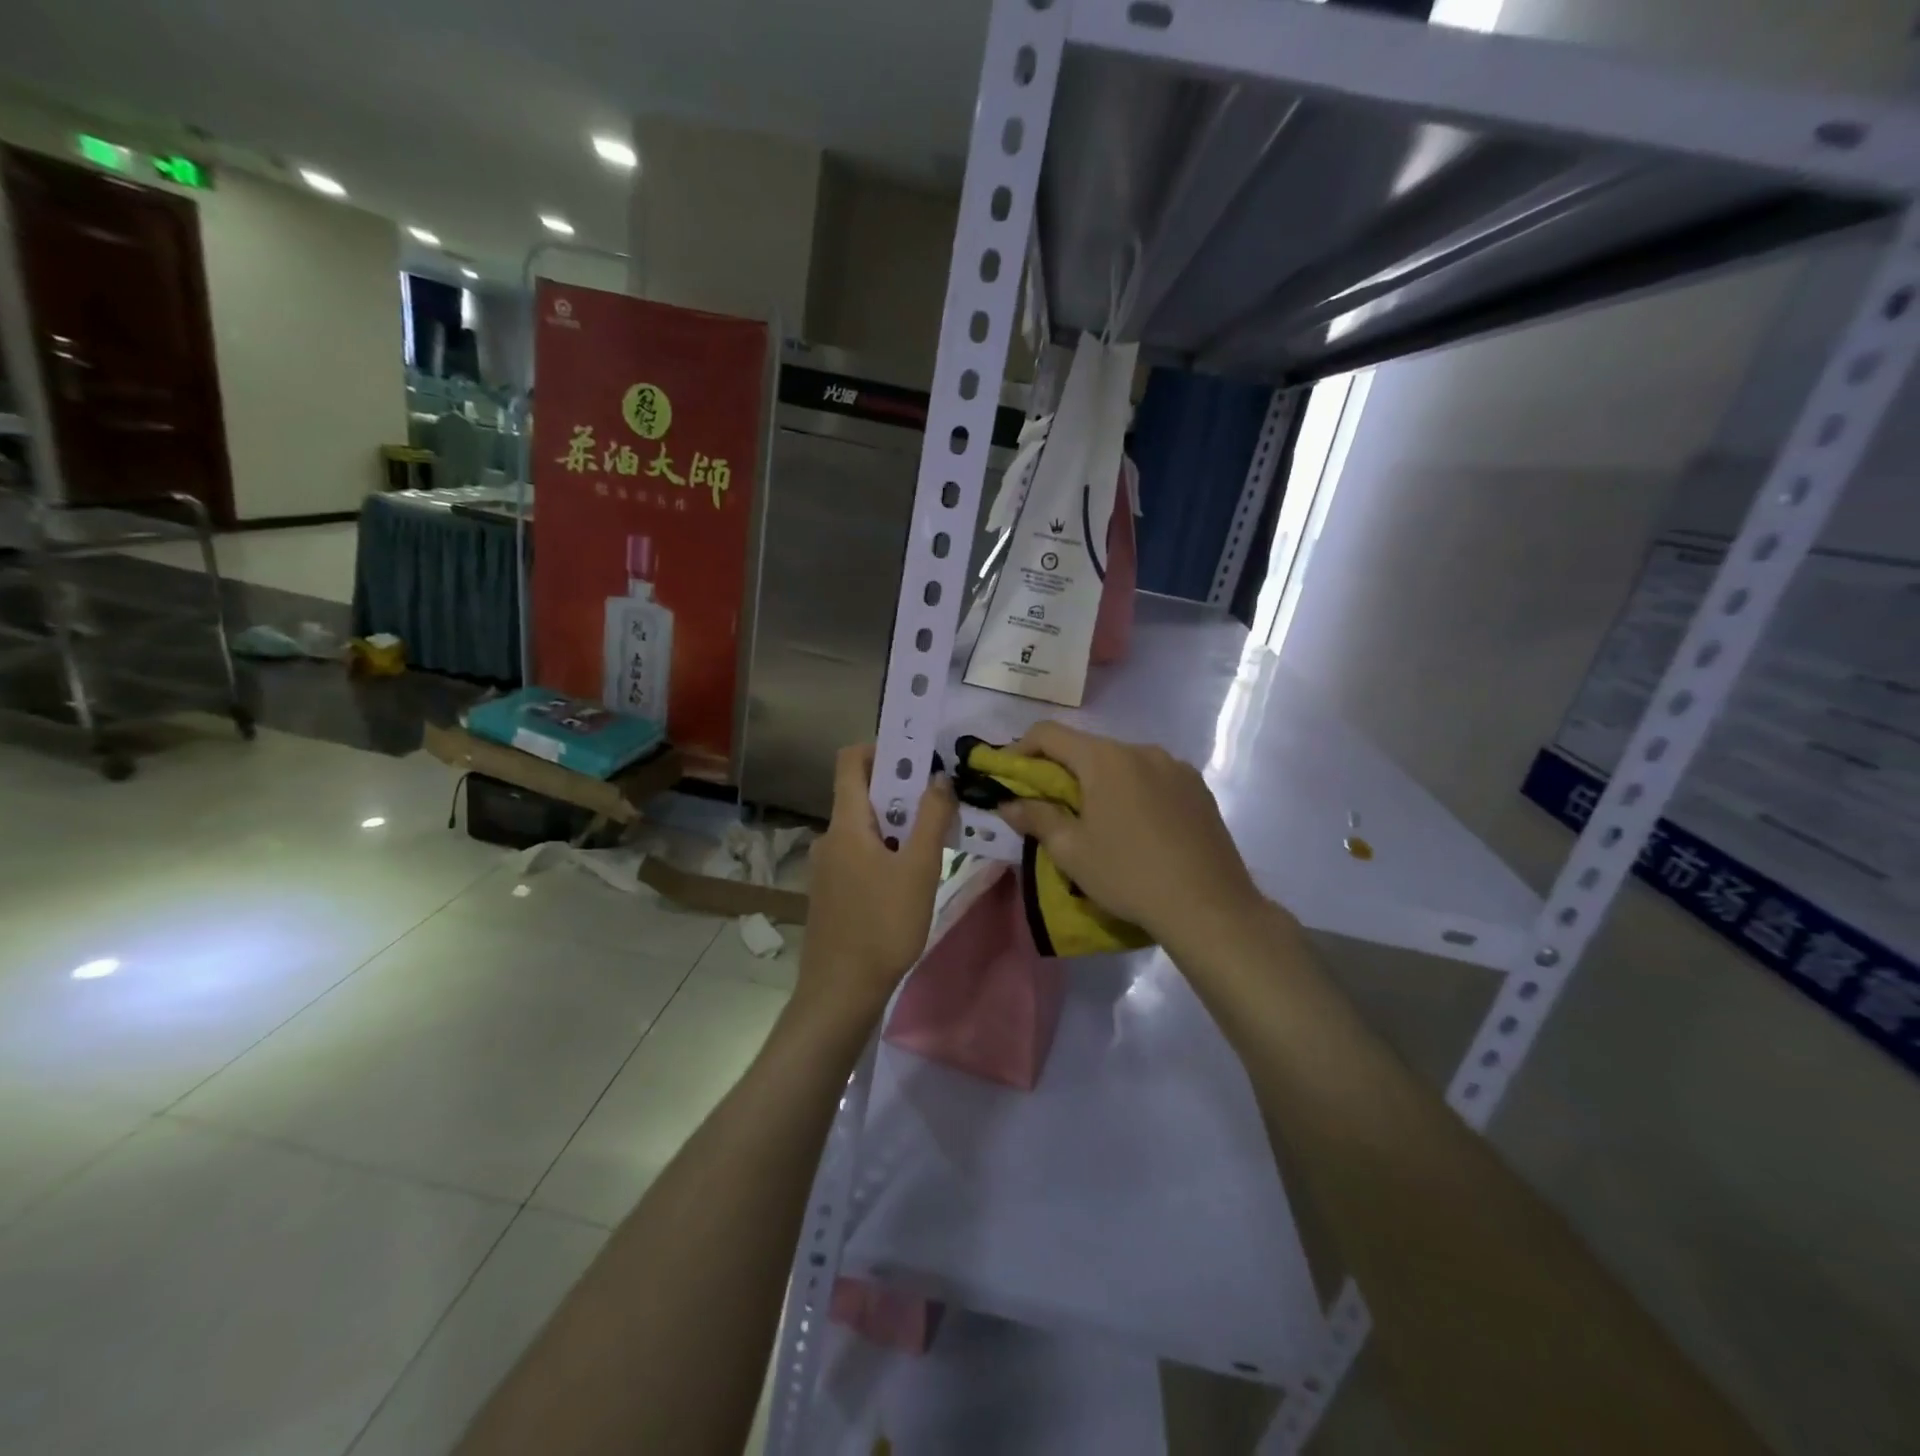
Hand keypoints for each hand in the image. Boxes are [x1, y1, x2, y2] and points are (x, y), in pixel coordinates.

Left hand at [798, 745, 956, 1025]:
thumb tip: (939, 777)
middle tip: (939, 802)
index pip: (850, 761)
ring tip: (933, 843)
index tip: (918, 757)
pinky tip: (909, 877)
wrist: (841, 990)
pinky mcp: (830, 890)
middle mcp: (829, 836)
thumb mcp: (920, 869)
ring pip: (864, 827)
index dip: (882, 749)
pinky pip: (859, 853)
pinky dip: (885, 851)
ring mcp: (826, 865)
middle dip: (901, 791)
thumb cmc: (883, 925)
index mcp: (846, 823)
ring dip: (897, 825)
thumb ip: (931, 819)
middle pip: (862, 794)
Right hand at [994, 722, 1264, 950]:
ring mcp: (1175, 766)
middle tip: (1051, 806)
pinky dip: (1135, 792)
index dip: (1020, 749)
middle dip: (1062, 771)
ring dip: (1101, 782)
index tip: (1009, 776)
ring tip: (1100, 822)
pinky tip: (1139, 828)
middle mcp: (1140, 750)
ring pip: (1123, 764)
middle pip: (1088, 748)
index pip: (1049, 733)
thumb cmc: (1128, 875)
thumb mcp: (1071, 851)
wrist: (1208, 906)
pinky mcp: (1198, 787)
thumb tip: (1008, 803)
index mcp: (1104, 759)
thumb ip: (1036, 818)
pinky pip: (1154, 778)